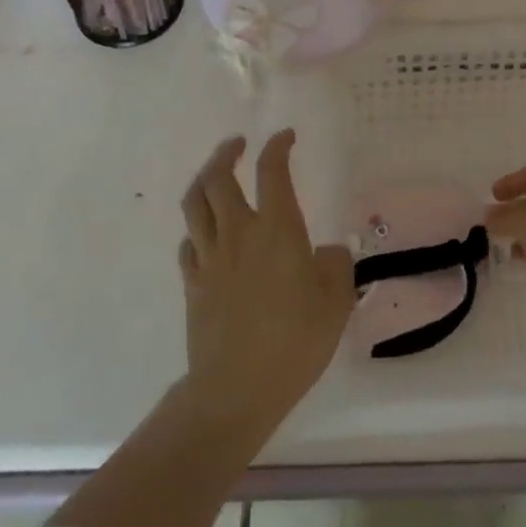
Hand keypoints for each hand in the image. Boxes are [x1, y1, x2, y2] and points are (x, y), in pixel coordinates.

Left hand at [178, 131, 354, 436]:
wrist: (236, 390)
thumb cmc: (295, 342)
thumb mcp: (335, 302)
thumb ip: (336, 266)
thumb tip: (326, 251)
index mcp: (277, 230)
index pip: (272, 171)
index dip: (278, 147)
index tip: (286, 136)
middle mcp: (239, 233)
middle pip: (218, 178)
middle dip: (227, 153)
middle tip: (239, 145)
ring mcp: (210, 258)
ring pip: (195, 203)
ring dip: (204, 179)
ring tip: (216, 173)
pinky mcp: (193, 283)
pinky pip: (189, 242)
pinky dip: (197, 227)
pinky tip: (207, 233)